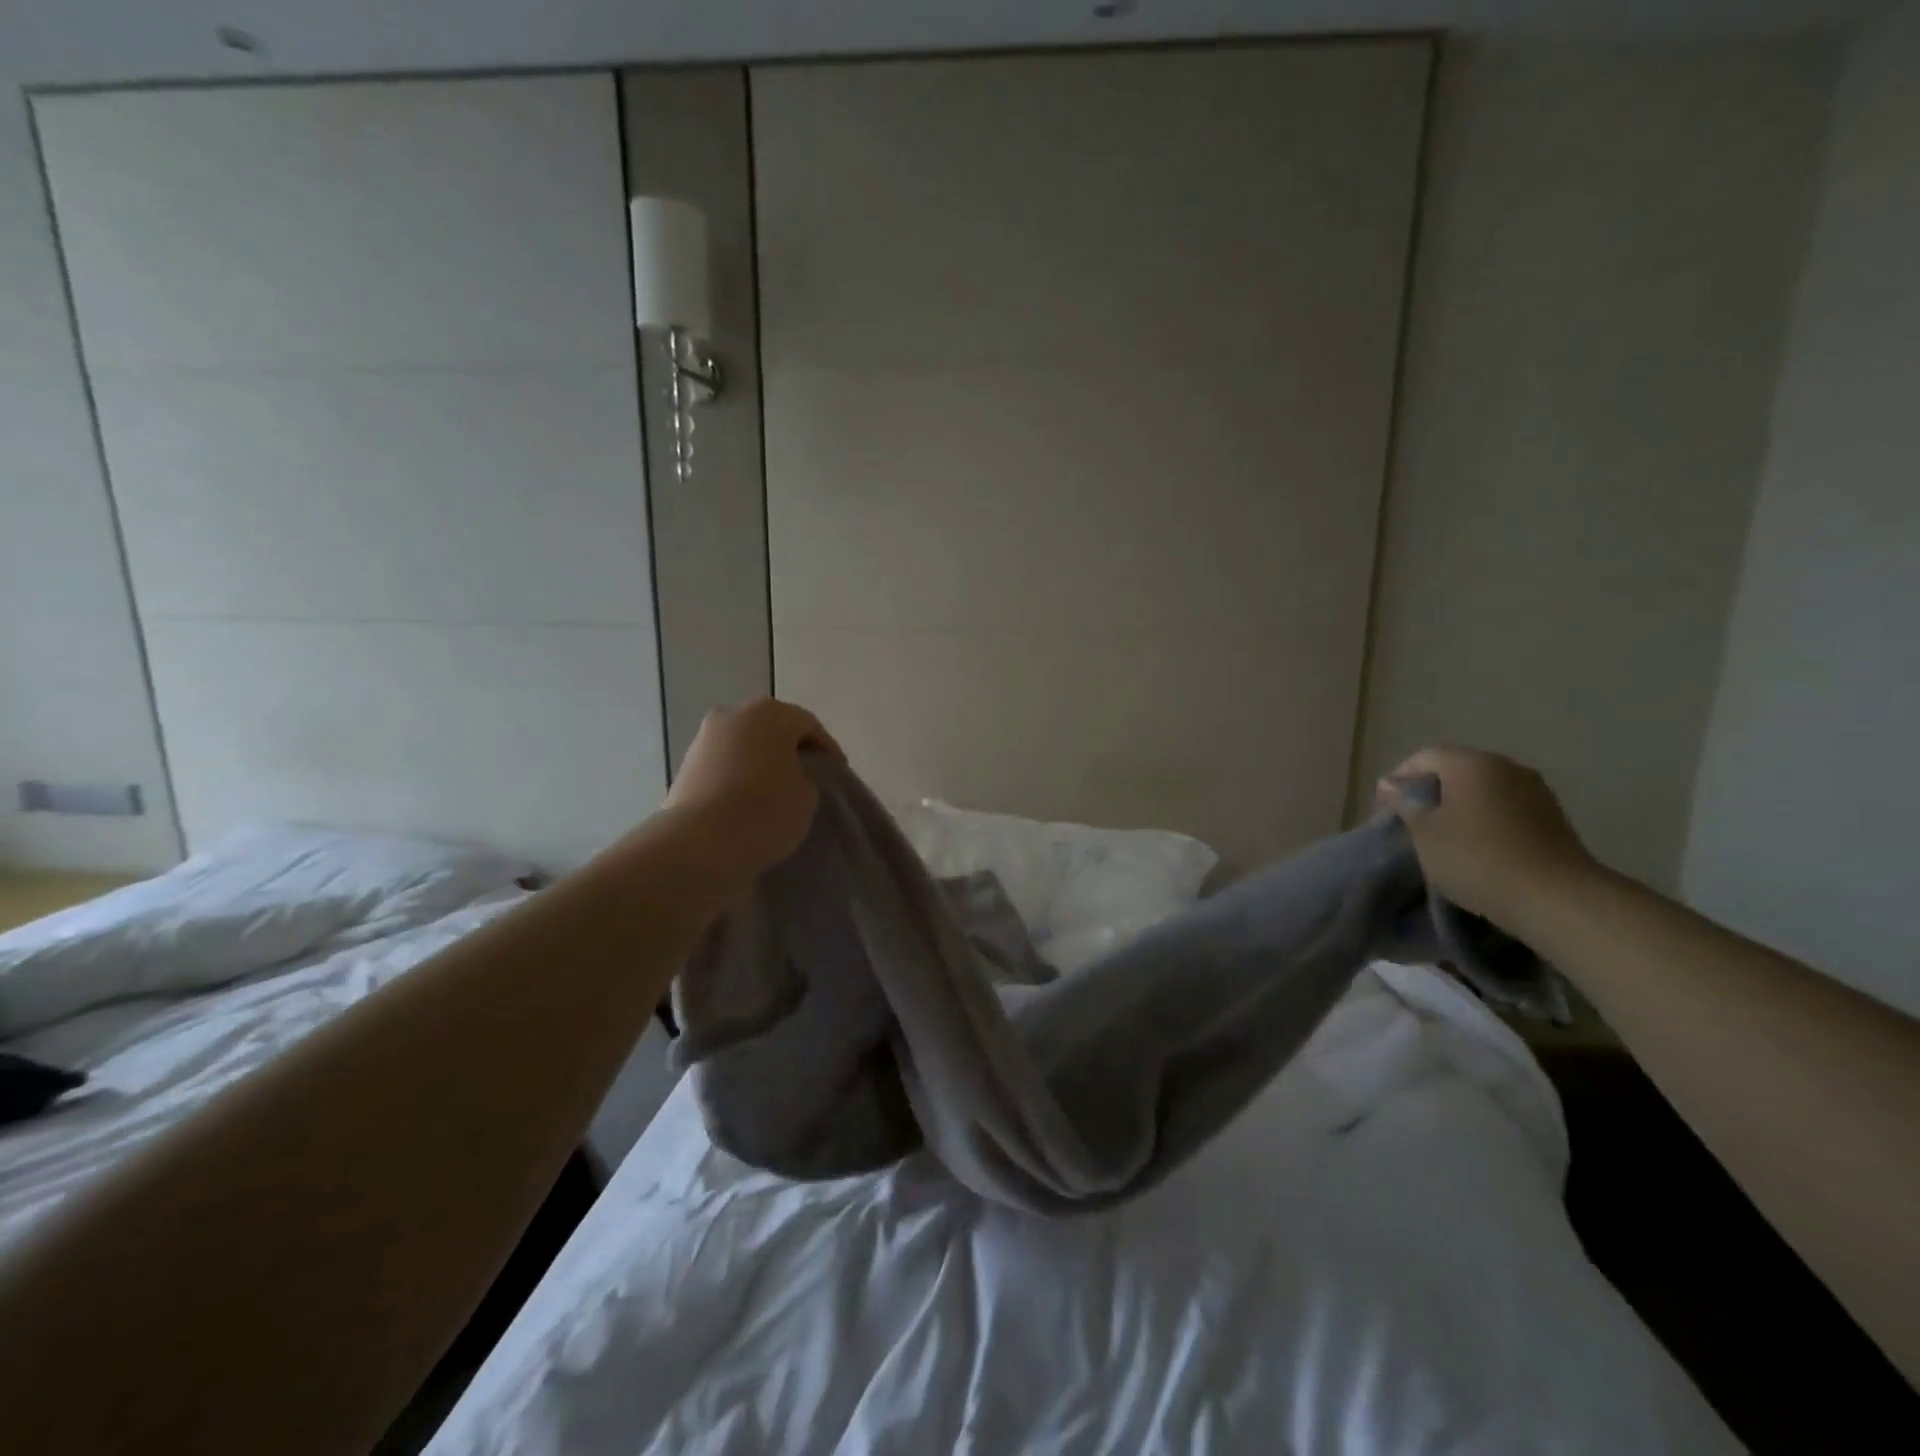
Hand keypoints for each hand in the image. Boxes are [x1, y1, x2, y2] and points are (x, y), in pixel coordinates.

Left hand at [662, 698, 843, 883]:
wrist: (702, 843)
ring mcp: (704, 738)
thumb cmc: (766, 810)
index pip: (809, 725)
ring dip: (760, 762)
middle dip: (789, 750)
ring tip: (774, 791)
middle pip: (771, 728)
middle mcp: (733, 714)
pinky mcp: (685, 765)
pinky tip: (746, 800)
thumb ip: (805, 776)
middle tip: (807, 777)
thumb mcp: (808, 795)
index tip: (837, 774)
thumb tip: (790, 777)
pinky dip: (737, 776)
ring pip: (744, 745)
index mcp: (769, 713)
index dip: (827, 749)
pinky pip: (723, 765)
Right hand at [1376, 747, 1598, 933]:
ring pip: (1484, 791)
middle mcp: (1506, 767)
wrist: (1556, 898)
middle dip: (1430, 792)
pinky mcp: (1554, 819)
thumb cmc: (1475, 857)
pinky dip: (1485, 821)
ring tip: (1443, 837)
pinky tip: (1476, 847)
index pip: (1424, 757)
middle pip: (1456, 771)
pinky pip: (1506, 810)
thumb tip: (1391, 785)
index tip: (1384, 808)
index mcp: (1471, 763)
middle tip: (1410, 821)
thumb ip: (1405, 804)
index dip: (1399, 778)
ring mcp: (1536, 792)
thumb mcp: (1424, 832)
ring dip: (1459, 808)